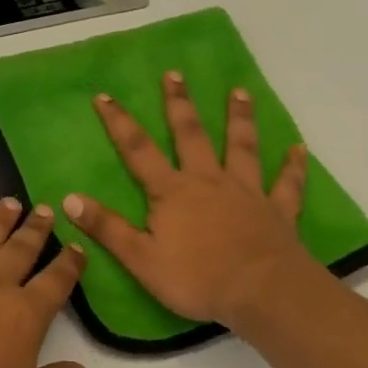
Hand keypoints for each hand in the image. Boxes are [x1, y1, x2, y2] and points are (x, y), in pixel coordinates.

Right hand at [62, 71, 320, 325]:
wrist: (262, 293)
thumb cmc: (197, 278)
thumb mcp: (140, 258)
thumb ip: (106, 227)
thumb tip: (68, 198)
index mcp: (172, 192)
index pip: (138, 150)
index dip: (119, 123)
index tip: (105, 96)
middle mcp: (208, 181)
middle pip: (191, 135)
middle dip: (180, 104)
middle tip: (175, 74)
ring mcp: (246, 192)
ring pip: (241, 148)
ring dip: (239, 119)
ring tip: (239, 92)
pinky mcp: (277, 211)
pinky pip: (287, 184)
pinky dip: (293, 166)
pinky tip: (298, 149)